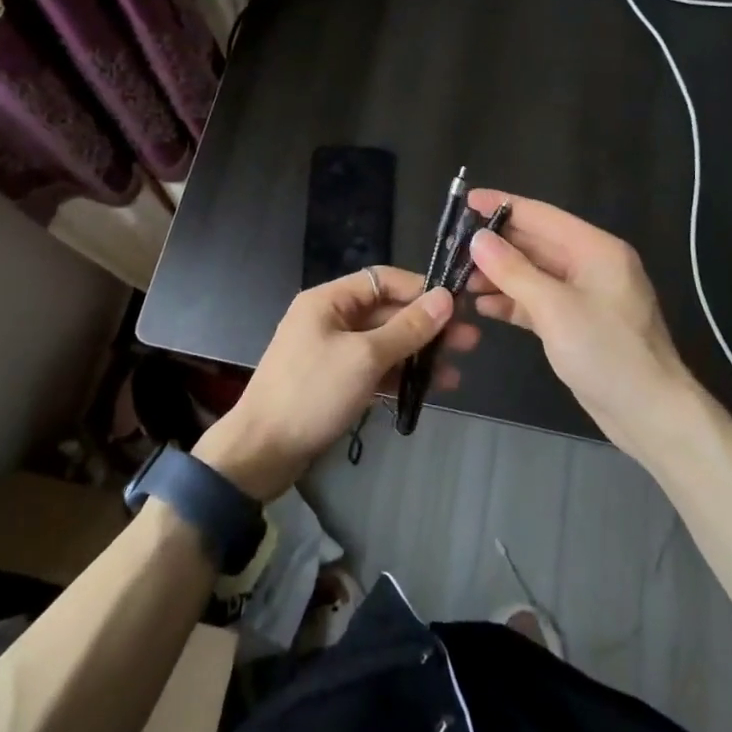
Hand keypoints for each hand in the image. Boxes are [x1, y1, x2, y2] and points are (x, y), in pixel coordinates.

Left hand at [194, 267, 474, 500]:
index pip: (383, 280)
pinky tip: (429, 389)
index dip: (420, 289)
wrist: (261, 452)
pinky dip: (398, 375)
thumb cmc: (312, 393)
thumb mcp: (364, 357)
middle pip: (386, 312)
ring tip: (457, 371)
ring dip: (417, 354)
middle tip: (470, 342)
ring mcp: (331, 352)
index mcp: (328, 300)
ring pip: (383, 343)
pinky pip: (373, 369)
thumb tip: (446, 298)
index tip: (457, 306)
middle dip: (426, 326)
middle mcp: (330, 319)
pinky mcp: (334, 382)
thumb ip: (407, 328)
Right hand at [464, 190, 695, 453]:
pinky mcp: (576, 324)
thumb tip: (477, 238)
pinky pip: (538, 301)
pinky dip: (512, 301)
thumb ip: (514, 271)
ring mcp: (584, 296)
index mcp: (595, 249)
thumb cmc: (607, 352)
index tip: (465, 201)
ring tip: (459, 278)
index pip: (541, 216)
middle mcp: (591, 265)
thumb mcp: (555, 308)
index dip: (502, 206)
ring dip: (499, 275)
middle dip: (495, 245)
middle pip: (536, 244)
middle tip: (452, 246)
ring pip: (533, 274)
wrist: (651, 415)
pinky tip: (482, 305)